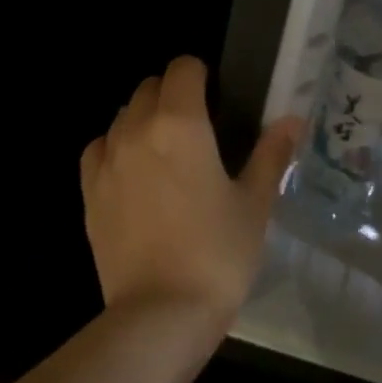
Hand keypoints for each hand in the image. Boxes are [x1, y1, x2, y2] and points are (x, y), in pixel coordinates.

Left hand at [81, 56, 301, 322]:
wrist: (160, 313)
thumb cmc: (218, 254)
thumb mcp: (254, 204)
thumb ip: (270, 154)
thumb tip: (292, 120)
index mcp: (180, 124)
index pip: (183, 69)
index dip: (201, 73)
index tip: (217, 94)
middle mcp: (135, 131)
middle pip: (148, 87)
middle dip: (172, 93)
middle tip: (198, 125)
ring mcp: (106, 161)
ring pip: (121, 116)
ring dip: (143, 118)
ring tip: (166, 151)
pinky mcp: (89, 192)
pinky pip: (99, 149)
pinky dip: (116, 147)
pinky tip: (134, 173)